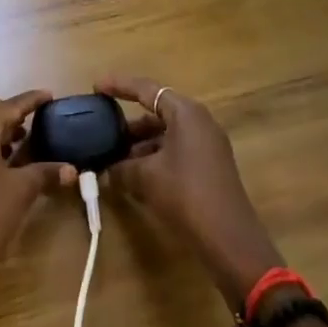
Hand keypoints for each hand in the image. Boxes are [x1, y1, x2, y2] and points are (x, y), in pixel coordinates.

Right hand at [98, 76, 285, 309]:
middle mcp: (199, 121)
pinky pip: (176, 151)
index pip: (146, 89)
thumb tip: (104, 171)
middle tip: (104, 131)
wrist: (230, 240)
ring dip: (141, 146)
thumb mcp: (146, 178)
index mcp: (185, 112)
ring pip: (166, 134)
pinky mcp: (210, 166)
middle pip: (157, 112)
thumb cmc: (186, 194)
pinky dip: (155, 158)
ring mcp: (208, 144)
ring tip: (115, 160)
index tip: (97, 88)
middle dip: (129, 124)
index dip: (119, 86)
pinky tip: (136, 177)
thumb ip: (121, 169)